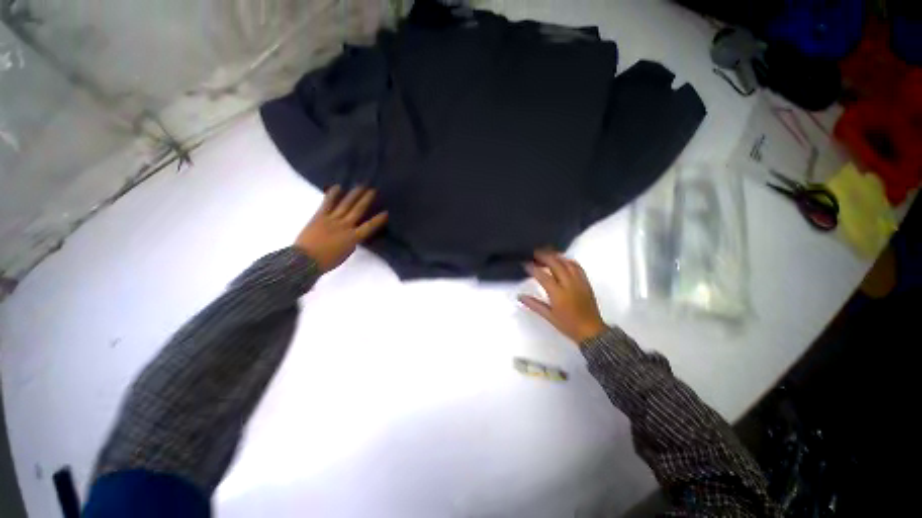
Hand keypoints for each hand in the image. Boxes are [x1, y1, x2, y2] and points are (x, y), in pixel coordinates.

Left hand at [294, 185, 387, 271]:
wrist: (305, 259)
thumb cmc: (328, 260)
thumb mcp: (346, 253)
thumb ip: (352, 241)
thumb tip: (353, 233)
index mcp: (353, 237)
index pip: (369, 226)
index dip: (378, 220)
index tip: (386, 212)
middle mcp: (344, 225)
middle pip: (358, 210)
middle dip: (366, 200)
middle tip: (373, 190)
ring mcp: (332, 219)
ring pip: (345, 204)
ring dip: (354, 194)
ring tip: (361, 186)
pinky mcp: (320, 216)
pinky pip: (328, 203)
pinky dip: (333, 195)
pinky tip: (338, 187)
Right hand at [518, 251, 606, 343]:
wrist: (591, 331)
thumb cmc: (568, 325)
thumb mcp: (549, 316)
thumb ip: (534, 304)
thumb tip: (520, 297)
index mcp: (558, 294)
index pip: (543, 276)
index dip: (533, 268)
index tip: (525, 263)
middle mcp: (569, 285)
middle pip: (556, 265)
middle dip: (545, 256)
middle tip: (535, 253)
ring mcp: (579, 282)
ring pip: (567, 263)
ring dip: (557, 256)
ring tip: (548, 253)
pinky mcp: (586, 283)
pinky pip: (577, 267)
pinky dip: (569, 261)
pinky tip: (563, 260)